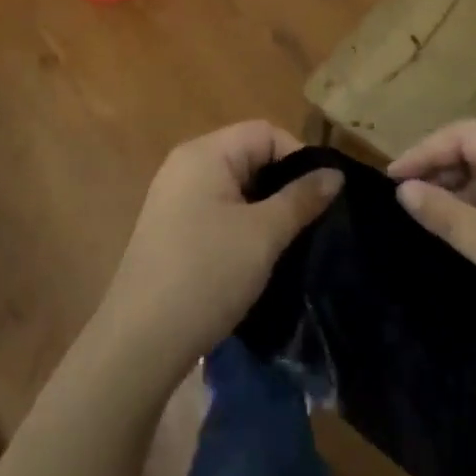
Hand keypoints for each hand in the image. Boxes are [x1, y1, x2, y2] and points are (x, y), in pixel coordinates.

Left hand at [96, 121, 341, 381]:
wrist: (140, 343)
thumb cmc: (206, 275)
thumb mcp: (263, 235)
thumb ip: (302, 198)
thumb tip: (336, 174)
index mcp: (204, 153)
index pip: (264, 132)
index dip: (298, 157)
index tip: (321, 197)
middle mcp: (185, 165)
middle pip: (249, 156)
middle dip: (283, 184)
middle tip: (310, 221)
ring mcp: (174, 197)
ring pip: (235, 186)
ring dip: (264, 207)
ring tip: (289, 240)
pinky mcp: (170, 228)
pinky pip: (217, 209)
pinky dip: (242, 223)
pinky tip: (256, 256)